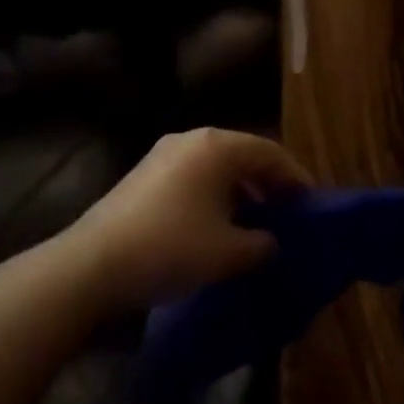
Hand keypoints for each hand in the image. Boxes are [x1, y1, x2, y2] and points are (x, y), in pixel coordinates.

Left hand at [72, 127, 309, 310]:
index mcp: (217, 146)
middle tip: (286, 214)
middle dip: (267, 184)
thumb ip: (261, 245)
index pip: (270, 153)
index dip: (294, 178)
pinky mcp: (143, 175)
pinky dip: (212, 196)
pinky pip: (192, 177)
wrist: (93, 264)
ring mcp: (163, 154)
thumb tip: (272, 243)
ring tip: (253, 224)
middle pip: (242, 155)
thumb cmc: (171, 248)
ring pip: (216, 167)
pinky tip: (214, 227)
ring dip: (239, 191)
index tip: (311, 205)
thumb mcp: (227, 253)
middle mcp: (192, 139)